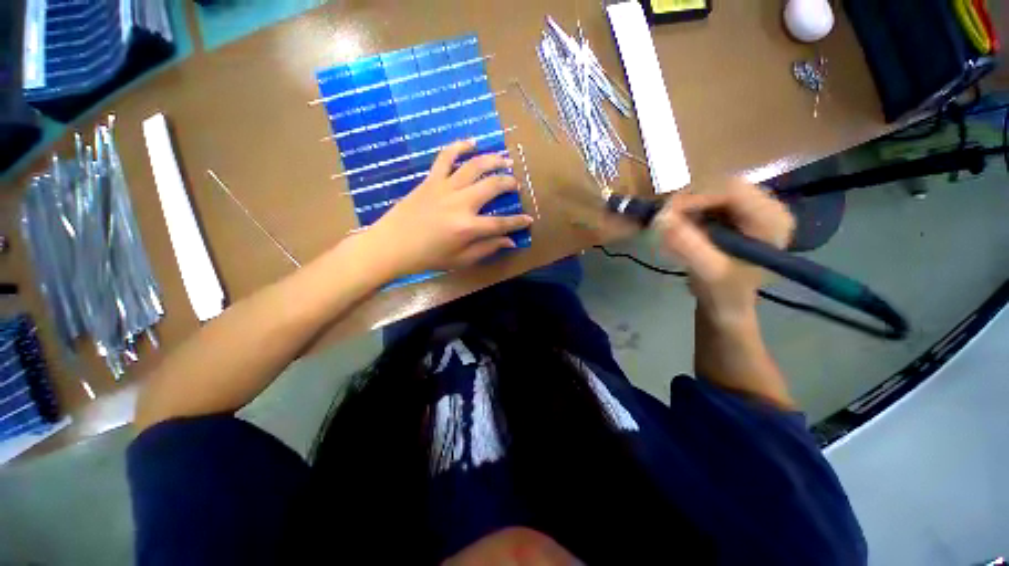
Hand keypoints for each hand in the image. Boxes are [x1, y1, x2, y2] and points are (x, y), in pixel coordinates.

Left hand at [364, 140, 533, 277]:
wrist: (392, 245)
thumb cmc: (428, 257)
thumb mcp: (461, 260)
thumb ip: (487, 249)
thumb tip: (510, 241)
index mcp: (468, 227)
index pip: (501, 223)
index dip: (518, 222)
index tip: (529, 219)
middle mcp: (460, 203)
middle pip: (493, 186)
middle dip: (509, 183)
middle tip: (516, 184)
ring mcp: (445, 188)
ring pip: (474, 166)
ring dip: (493, 160)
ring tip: (505, 160)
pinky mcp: (431, 180)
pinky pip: (446, 157)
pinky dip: (459, 146)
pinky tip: (471, 143)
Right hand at [656, 179, 794, 323]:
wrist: (726, 304)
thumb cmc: (723, 292)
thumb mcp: (708, 272)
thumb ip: (688, 246)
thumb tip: (660, 219)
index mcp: (772, 218)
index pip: (732, 188)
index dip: (695, 196)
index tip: (665, 214)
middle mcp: (765, 205)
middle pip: (719, 185)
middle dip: (687, 201)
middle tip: (663, 221)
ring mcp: (748, 207)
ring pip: (709, 191)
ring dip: (684, 206)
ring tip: (668, 226)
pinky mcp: (733, 213)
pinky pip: (704, 200)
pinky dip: (686, 211)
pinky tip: (678, 226)